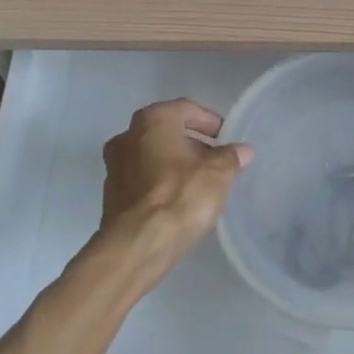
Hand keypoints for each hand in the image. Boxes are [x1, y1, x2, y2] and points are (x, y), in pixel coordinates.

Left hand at [93, 99, 250, 288]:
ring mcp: (114, 166)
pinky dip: (160, 182)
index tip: (226, 137)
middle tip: (215, 159)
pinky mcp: (111, 195)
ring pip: (152, 156)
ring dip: (174, 163)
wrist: (137, 245)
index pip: (186, 109)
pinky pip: (142, 179)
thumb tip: (242, 150)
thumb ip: (231, 157)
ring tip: (200, 182)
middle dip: (191, 143)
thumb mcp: (218, 174)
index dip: (209, 121)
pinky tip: (179, 200)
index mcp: (153, 120)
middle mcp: (127, 136)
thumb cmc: (180, 196)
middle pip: (166, 132)